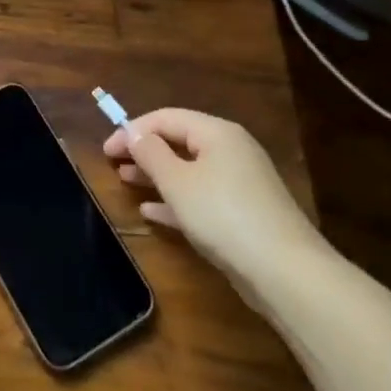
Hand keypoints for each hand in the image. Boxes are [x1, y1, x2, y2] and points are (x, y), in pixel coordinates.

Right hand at [103, 108, 326, 286]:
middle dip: (145, 150)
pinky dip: (176, 200)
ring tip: (126, 181)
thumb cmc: (223, 215)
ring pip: (189, 170)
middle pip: (179, 141)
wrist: (285, 272)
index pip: (166, 118)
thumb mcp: (176, 181)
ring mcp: (240, 184)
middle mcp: (232, 151)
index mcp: (217, 133)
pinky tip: (152, 212)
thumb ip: (150, 153)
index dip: (132, 130)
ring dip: (156, 174)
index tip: (106, 150)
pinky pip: (201, 197)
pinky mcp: (243, 214)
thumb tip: (134, 133)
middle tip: (113, 163)